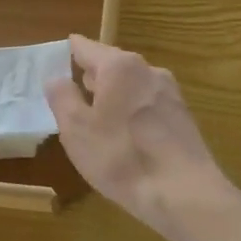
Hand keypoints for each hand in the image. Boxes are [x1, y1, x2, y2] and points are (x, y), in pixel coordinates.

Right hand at [45, 35, 225, 233]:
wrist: (183, 193)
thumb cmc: (121, 156)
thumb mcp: (76, 130)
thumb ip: (62, 98)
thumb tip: (56, 78)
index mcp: (119, 67)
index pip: (86, 47)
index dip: (69, 50)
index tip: (57, 56)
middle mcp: (148, 70)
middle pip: (112, 64)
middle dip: (92, 75)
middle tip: (72, 87)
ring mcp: (170, 93)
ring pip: (132, 85)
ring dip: (113, 95)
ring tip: (95, 112)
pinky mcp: (182, 118)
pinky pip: (147, 105)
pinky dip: (131, 111)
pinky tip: (124, 134)